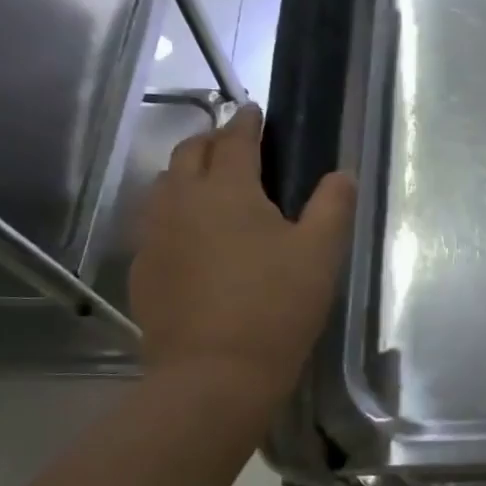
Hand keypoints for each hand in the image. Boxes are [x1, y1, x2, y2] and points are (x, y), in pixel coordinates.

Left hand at [130, 104, 356, 410]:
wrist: (214, 375)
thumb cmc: (277, 305)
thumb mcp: (320, 253)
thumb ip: (333, 205)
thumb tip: (342, 174)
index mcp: (228, 190)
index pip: (235, 140)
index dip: (247, 122)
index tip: (255, 111)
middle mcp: (181, 202)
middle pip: (189, 154)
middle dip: (212, 140)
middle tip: (235, 145)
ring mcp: (155, 237)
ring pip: (163, 187)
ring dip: (187, 174)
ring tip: (211, 184)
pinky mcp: (143, 270)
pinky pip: (154, 223)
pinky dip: (174, 211)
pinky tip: (192, 235)